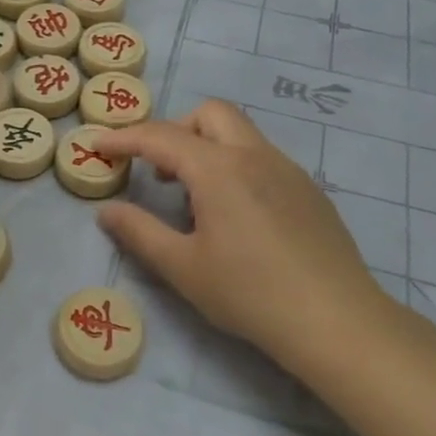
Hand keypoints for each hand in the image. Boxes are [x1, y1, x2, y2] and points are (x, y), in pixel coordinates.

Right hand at [92, 101, 394, 364]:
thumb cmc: (250, 294)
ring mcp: (288, 170)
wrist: (337, 322)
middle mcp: (254, 156)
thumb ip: (139, 232)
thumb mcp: (183, 267)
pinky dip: (235, 167)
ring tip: (194, 198)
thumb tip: (107, 210)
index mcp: (219, 169)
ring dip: (207, 147)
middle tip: (157, 169)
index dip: (124, 138)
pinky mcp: (308, 190)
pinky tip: (236, 217)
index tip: (98, 145)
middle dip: (175, 129)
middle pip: (209, 113)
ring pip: (240, 133)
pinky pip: (262, 158)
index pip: (160, 137)